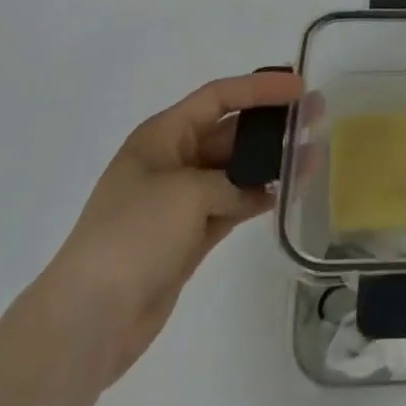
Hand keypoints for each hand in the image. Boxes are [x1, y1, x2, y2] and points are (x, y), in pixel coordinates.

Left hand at [30, 70, 304, 386]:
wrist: (89, 319)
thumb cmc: (132, 236)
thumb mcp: (186, 193)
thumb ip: (233, 182)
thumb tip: (263, 190)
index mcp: (162, 136)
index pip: (218, 97)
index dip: (259, 88)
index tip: (299, 86)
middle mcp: (173, 160)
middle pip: (231, 131)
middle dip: (272, 123)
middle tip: (315, 115)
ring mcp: (182, 200)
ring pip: (238, 170)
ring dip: (272, 162)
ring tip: (314, 154)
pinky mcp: (191, 236)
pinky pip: (234, 204)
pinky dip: (261, 197)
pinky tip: (290, 191)